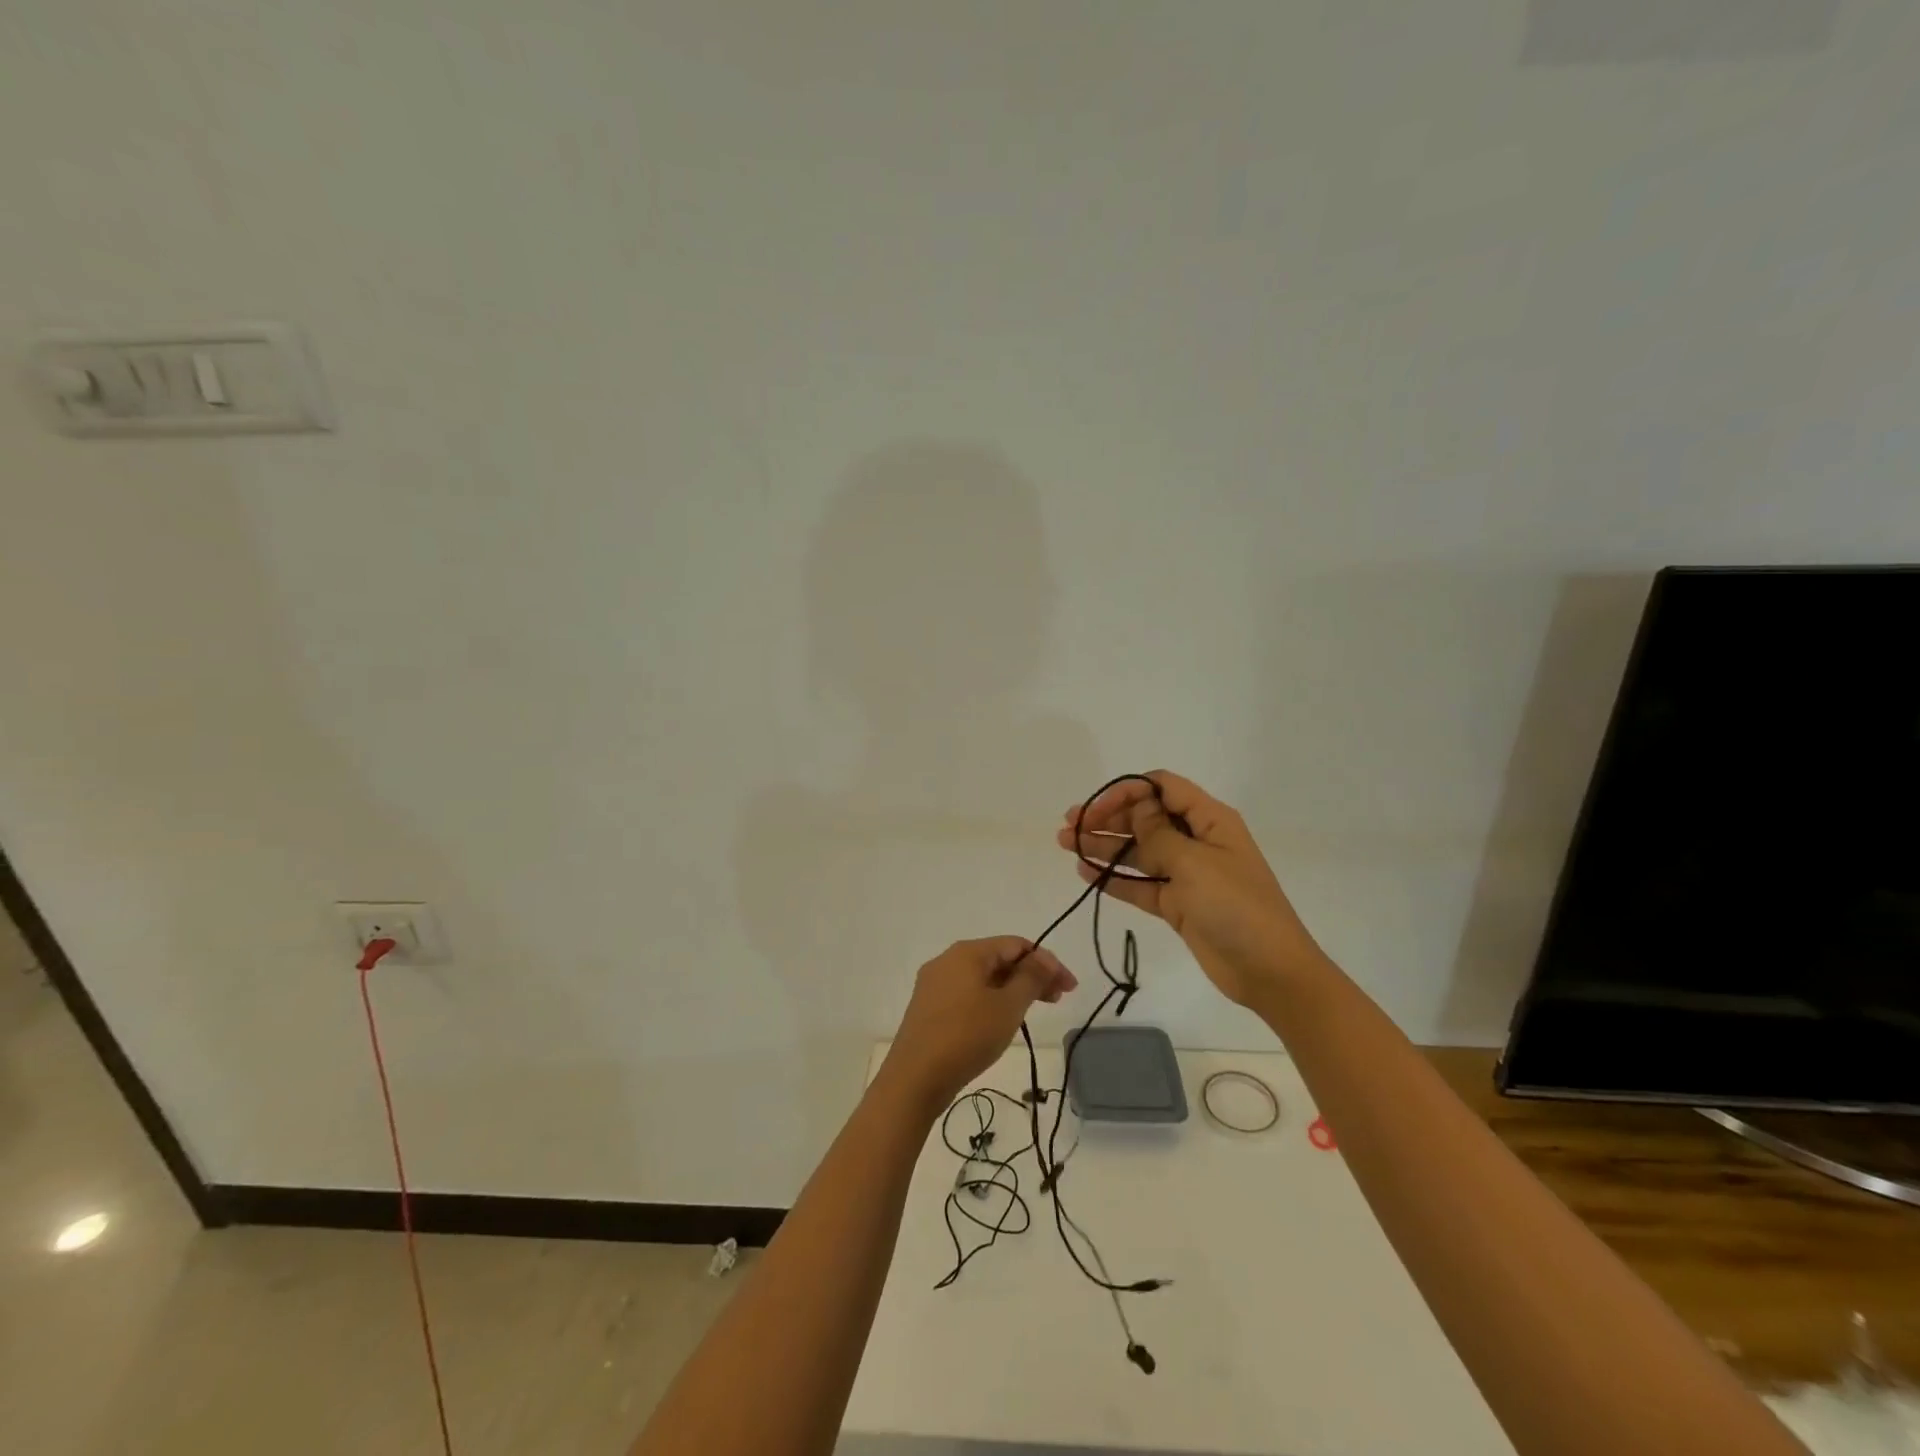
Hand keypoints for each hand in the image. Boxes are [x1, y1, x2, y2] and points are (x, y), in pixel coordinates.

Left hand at [881, 937, 1077, 1113]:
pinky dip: (991, 1000)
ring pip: (983, 978)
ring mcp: (935, 984)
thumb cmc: (966, 1036)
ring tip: (1033, 1011)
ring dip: (1012, 989)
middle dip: (1031, 975)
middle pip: (999, 959)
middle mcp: (947, 960)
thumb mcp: (1007, 1006)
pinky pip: (968, 994)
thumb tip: (1044, 958)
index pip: (1016, 944)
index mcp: (967, 952)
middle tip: (1057, 1000)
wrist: (914, 1078)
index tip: (1069, 988)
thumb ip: (1030, 978)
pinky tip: (1001, 1020)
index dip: (1047, 962)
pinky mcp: (929, 1008)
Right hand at [1057, 771, 1325, 1006]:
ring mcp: (1186, 873)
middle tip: (1068, 827)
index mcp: (1210, 820)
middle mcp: (1196, 840)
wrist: (1270, 971)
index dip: (1126, 792)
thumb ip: (1157, 834)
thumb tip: (1135, 806)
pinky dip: (1114, 878)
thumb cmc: (1236, 907)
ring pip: (1138, 851)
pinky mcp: (1178, 904)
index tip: (1094, 809)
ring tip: (1066, 845)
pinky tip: (1086, 873)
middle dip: (1107, 818)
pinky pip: (1140, 884)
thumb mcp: (1194, 863)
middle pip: (1145, 818)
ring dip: (1104, 846)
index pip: (1162, 788)